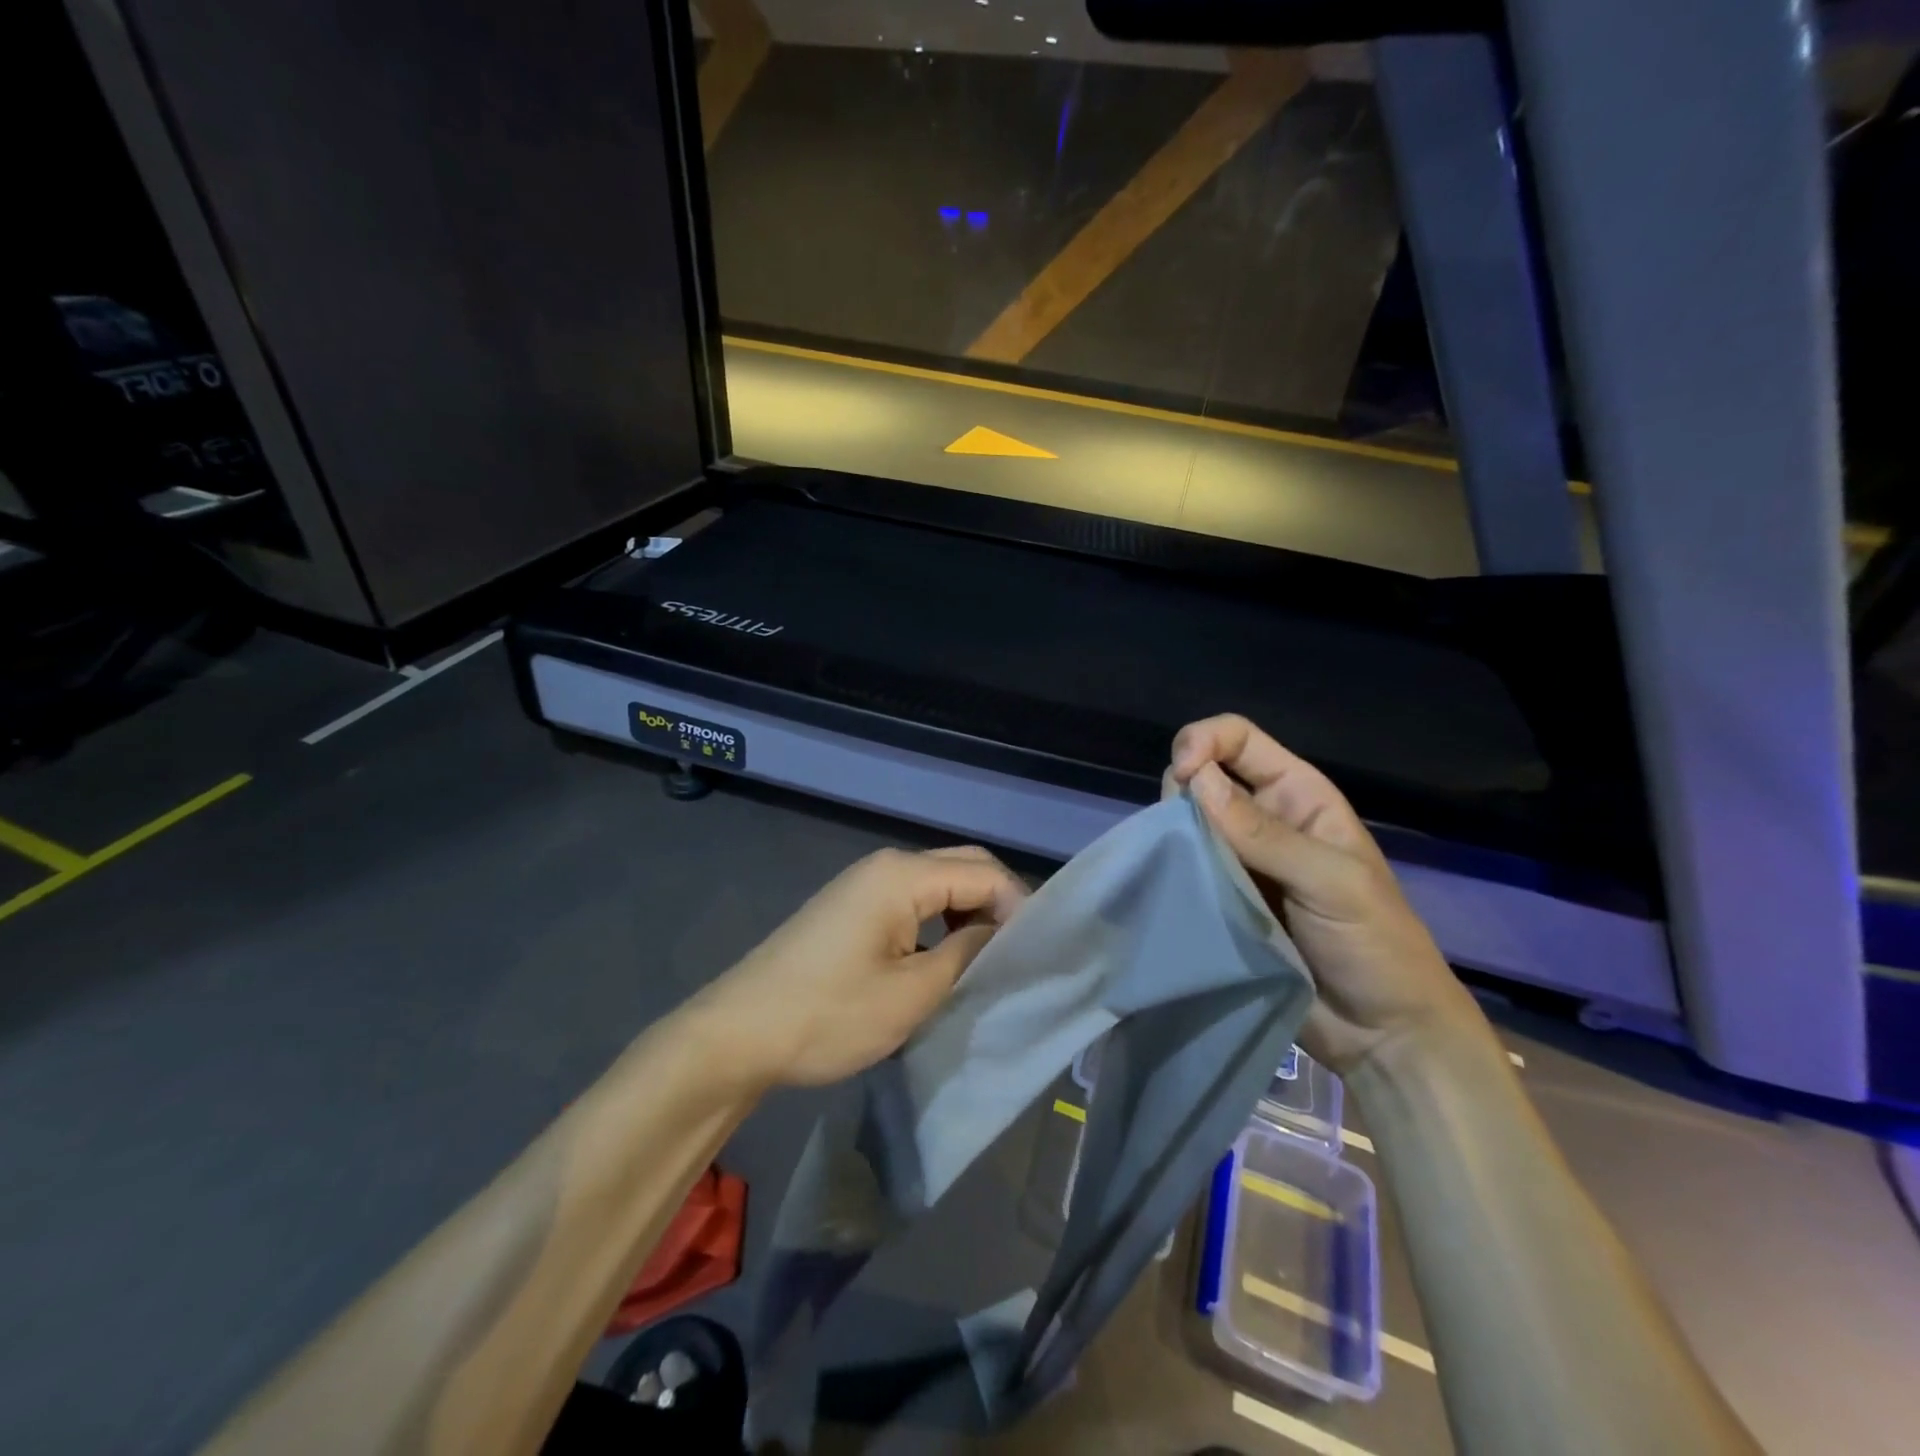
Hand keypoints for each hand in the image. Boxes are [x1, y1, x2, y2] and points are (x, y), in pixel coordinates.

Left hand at [690, 846, 1027, 1088]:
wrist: (737, 1033)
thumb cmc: (828, 1015)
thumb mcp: (912, 994)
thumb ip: (967, 954)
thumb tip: (1000, 933)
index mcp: (903, 875)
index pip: (984, 872)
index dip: (1019, 907)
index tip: (1036, 954)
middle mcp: (886, 865)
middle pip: (962, 866)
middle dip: (997, 903)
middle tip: (1018, 954)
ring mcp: (864, 884)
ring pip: (937, 883)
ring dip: (968, 912)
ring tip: (987, 961)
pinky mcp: (850, 907)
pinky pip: (911, 900)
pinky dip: (939, 921)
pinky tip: (944, 957)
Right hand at [1167, 714, 1487, 1075]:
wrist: (1383, 1033)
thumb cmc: (1377, 946)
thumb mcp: (1332, 882)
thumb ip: (1264, 834)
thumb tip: (1196, 781)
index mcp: (1298, 796)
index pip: (1238, 740)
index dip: (1204, 742)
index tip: (1184, 777)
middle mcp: (1262, 819)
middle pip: (1203, 776)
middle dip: (1182, 790)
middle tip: (1181, 834)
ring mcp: (1239, 862)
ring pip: (1186, 823)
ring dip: (1173, 834)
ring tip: (1179, 866)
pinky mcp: (1221, 899)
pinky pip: (1184, 869)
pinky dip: (1171, 870)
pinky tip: (1169, 885)